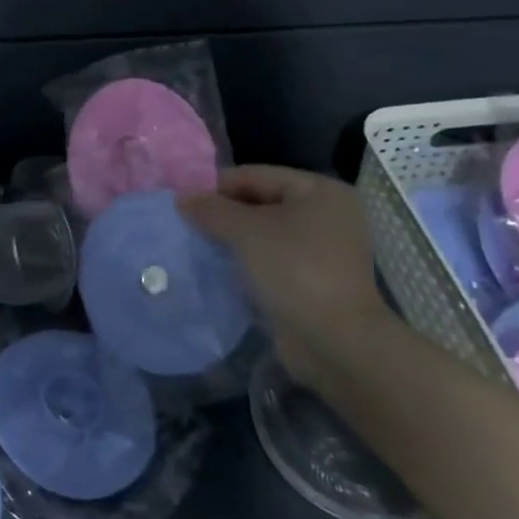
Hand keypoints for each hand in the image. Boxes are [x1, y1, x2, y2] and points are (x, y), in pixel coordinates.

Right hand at [179, 165, 395, 390]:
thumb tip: (182, 198)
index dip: (216, 187)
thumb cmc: (294, 270)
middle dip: (224, 214)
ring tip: (199, 245)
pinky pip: (272, 257)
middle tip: (188, 225)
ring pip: (265, 232)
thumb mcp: (246, 231)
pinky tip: (221, 267)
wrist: (335, 342)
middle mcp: (326, 213)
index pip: (255, 175)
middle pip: (260, 201)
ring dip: (233, 239)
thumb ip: (211, 209)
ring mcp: (324, 249)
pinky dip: (248, 260)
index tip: (183, 204)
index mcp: (319, 190)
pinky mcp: (316, 279)